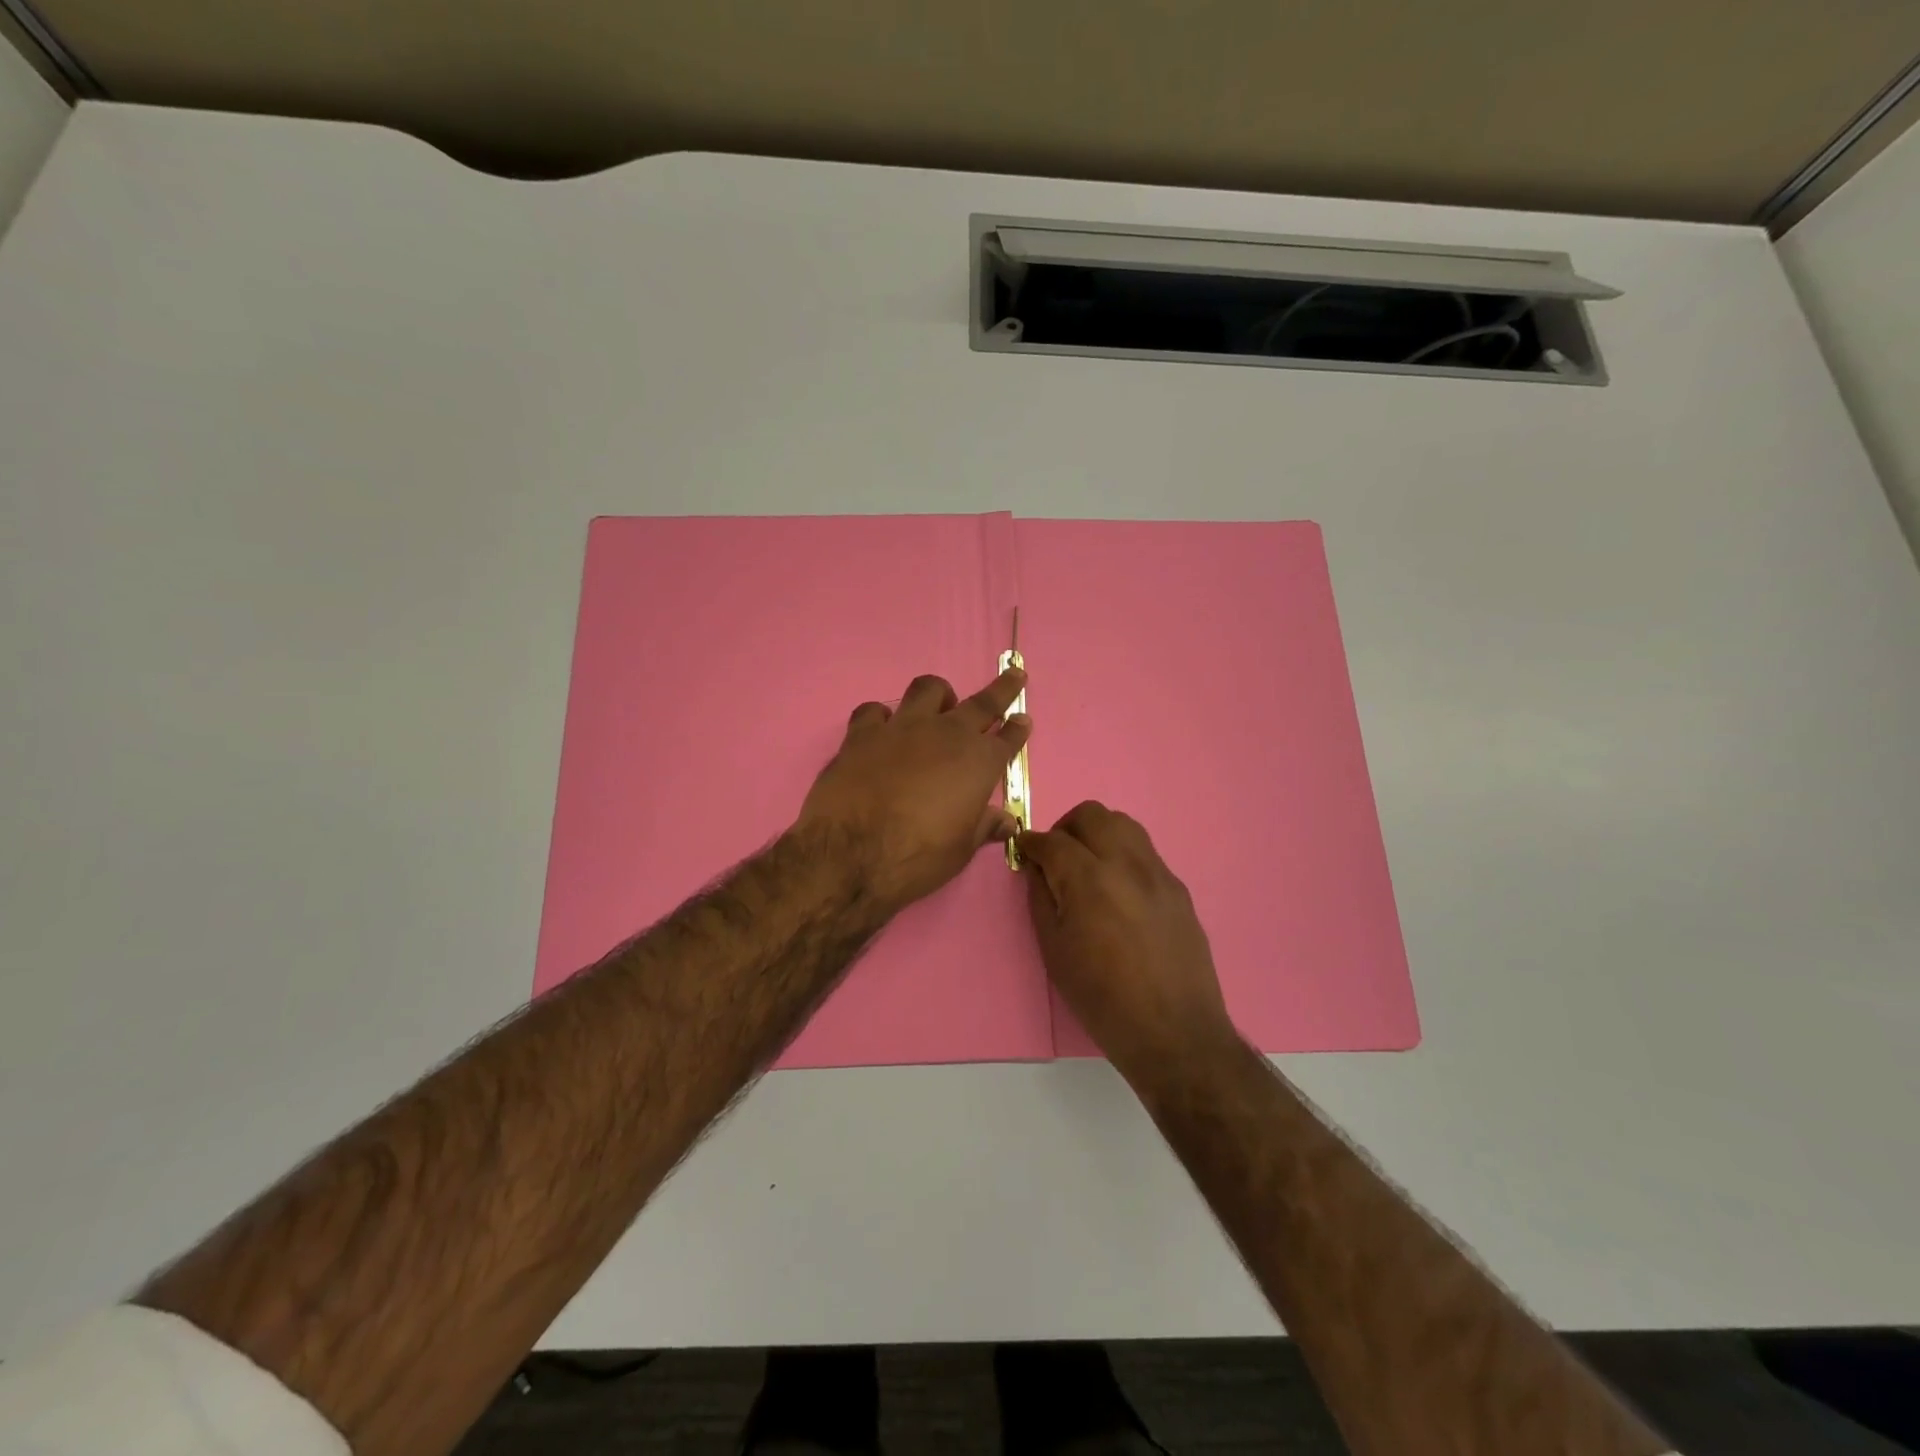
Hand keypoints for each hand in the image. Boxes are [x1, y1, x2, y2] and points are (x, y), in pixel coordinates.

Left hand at [798, 668, 1030, 911]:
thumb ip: (984, 827)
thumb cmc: (917, 857)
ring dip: (939, 696)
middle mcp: (946, 735)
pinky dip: (882, 717)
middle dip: (1002, 689)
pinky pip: (875, 710)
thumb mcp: (961, 850)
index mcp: (979, 763)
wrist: (850, 853)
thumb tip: (1007, 821)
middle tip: (1013, 677)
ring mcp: (903, 727)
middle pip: (982, 703)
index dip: (1018, 729)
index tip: (1023, 719)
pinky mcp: (863, 732)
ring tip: (939, 707)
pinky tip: (881, 731)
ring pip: (928, 689)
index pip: (1008, 738)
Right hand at [1018, 802, 1237, 1079]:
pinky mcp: (1178, 889)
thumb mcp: (1055, 951)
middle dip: (1065, 828)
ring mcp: (1159, 873)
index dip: (1031, 842)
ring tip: (1087, 867)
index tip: (1023, 851)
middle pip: (1092, 815)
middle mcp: (1127, 863)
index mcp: (1090, 879)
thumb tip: (1037, 869)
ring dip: (1098, 834)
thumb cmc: (1102, 998)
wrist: (1174, 1032)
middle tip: (1055, 857)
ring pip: (1124, 825)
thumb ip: (1042, 899)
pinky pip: (1145, 853)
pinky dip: (1123, 855)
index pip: (1053, 840)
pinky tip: (1118, 891)